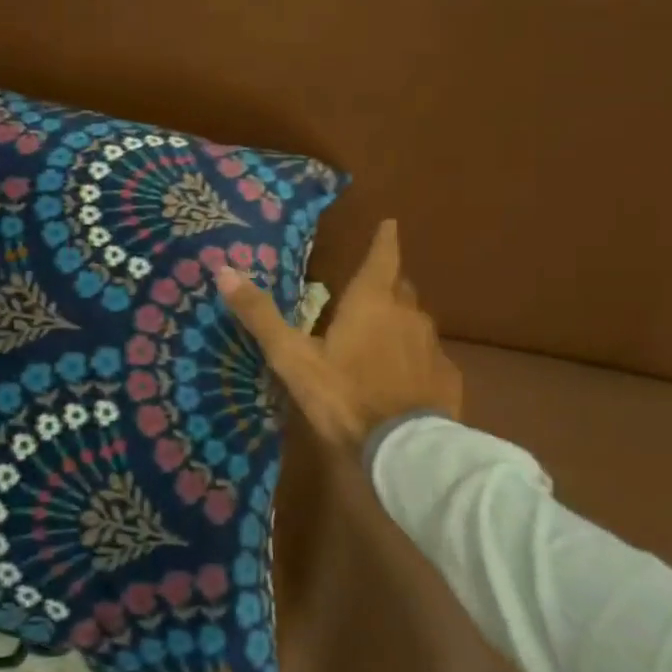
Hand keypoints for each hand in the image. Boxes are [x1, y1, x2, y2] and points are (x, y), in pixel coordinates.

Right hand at [215, 219, 461, 457]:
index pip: (382, 257)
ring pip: (415, 322)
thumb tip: (224, 271)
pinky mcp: (447, 377)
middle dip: (386, 284)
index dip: (384, 240)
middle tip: (370, 290)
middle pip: (400, 288)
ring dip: (399, 322)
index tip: (390, 223)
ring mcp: (432, 347)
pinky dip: (415, 358)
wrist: (405, 449)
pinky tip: (404, 378)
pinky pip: (429, 357)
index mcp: (371, 303)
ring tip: (381, 337)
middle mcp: (408, 315)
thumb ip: (261, 315)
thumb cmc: (344, 395)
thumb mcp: (293, 358)